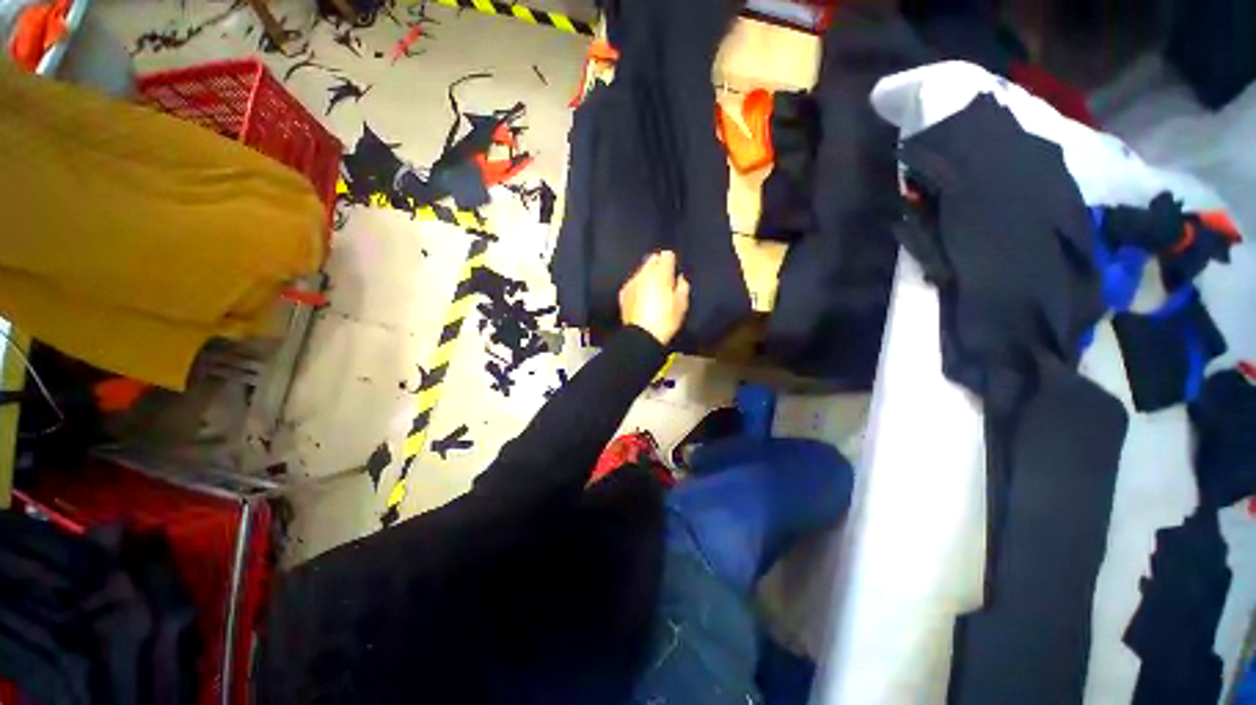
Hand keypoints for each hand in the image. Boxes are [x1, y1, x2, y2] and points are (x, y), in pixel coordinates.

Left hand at [619, 250, 690, 344]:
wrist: (642, 335)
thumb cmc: (666, 319)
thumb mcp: (682, 304)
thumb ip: (682, 286)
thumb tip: (679, 278)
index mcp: (661, 272)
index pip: (667, 255)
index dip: (671, 262)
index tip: (673, 272)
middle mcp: (644, 272)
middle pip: (652, 259)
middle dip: (658, 265)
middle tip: (664, 279)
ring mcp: (632, 281)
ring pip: (641, 271)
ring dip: (647, 276)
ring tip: (652, 290)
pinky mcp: (623, 292)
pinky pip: (633, 283)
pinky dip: (638, 286)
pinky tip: (642, 298)